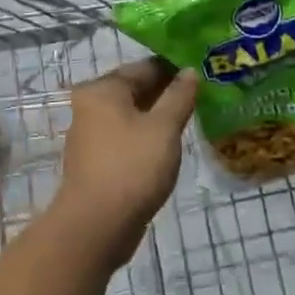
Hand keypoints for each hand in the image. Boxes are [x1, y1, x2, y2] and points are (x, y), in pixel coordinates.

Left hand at [52, 59, 196, 268]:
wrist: (95, 228)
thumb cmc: (131, 167)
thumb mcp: (164, 128)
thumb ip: (179, 95)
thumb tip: (189, 70)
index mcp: (103, 89)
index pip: (146, 66)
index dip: (176, 68)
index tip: (203, 72)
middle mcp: (91, 105)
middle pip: (137, 89)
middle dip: (168, 92)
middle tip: (203, 95)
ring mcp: (91, 134)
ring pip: (133, 114)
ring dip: (159, 115)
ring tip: (192, 117)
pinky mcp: (97, 160)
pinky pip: (127, 136)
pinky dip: (147, 136)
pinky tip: (170, 144)